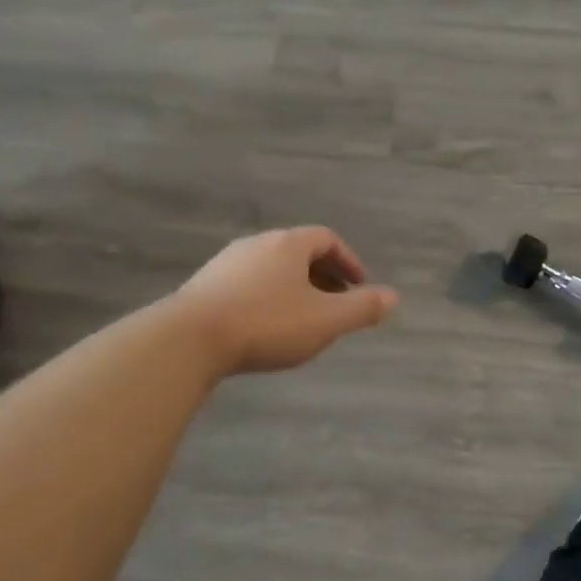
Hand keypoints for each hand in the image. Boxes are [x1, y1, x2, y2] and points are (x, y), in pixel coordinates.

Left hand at [176, 226, 398, 375]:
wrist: (186, 341)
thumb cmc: (266, 324)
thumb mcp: (325, 320)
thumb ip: (361, 308)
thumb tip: (393, 297)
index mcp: (289, 244)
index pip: (326, 239)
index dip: (348, 261)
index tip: (359, 286)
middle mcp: (257, 244)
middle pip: (298, 252)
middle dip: (322, 275)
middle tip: (335, 303)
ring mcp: (225, 263)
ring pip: (270, 269)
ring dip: (292, 287)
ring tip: (302, 318)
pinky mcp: (202, 286)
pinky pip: (246, 284)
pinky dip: (265, 298)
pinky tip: (263, 327)